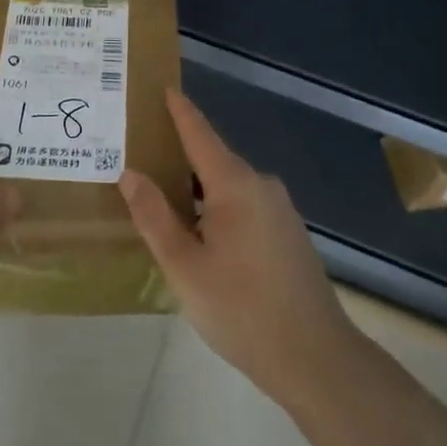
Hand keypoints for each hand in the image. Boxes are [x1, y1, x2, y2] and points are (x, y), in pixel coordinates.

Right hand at [121, 89, 363, 412]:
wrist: (316, 358)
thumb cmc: (242, 309)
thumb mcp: (185, 267)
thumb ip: (155, 217)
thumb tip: (130, 173)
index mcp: (234, 184)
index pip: (199, 133)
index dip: (179, 110)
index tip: (163, 87)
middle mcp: (260, 185)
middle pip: (213, 159)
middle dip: (179, 155)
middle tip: (141, 156)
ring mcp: (279, 209)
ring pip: (228, 186)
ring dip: (198, 188)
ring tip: (163, 198)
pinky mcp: (288, 233)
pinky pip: (244, 205)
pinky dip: (218, 207)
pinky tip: (201, 234)